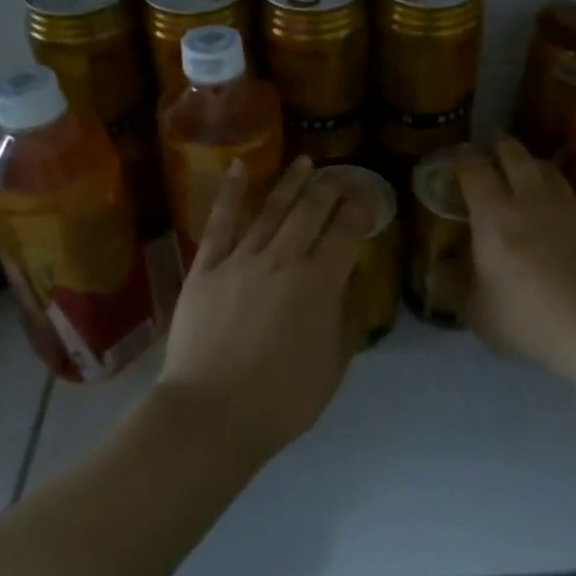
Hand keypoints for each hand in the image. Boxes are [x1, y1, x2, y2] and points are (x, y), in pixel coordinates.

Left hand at [156, 156, 373, 461]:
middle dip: (332, 186)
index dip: (362, 206)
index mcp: (320, 282)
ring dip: (291, 182)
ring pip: (271, 208)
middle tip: (342, 175)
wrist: (212, 414)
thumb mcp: (333, 366)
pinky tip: (240, 167)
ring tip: (305, 162)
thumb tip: (349, 286)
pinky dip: (232, 192)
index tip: (369, 193)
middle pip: (312, 209)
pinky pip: (221, 222)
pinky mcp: (207, 267)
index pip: (348, 229)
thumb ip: (345, 320)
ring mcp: (242, 259)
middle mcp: (284, 258)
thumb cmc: (282, 400)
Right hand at [455, 137, 575, 372]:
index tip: (457, 153)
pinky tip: (554, 204)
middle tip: (492, 141)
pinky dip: (555, 188)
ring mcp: (566, 206)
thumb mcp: (478, 311)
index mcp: (493, 214)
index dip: (462, 158)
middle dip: (499, 144)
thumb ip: (455, 287)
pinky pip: (567, 192)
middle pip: (514, 155)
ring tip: (524, 165)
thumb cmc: (528, 317)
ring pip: (546, 168)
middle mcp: (529, 198)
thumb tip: (436, 272)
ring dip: (530, 161)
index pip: (474, 170)